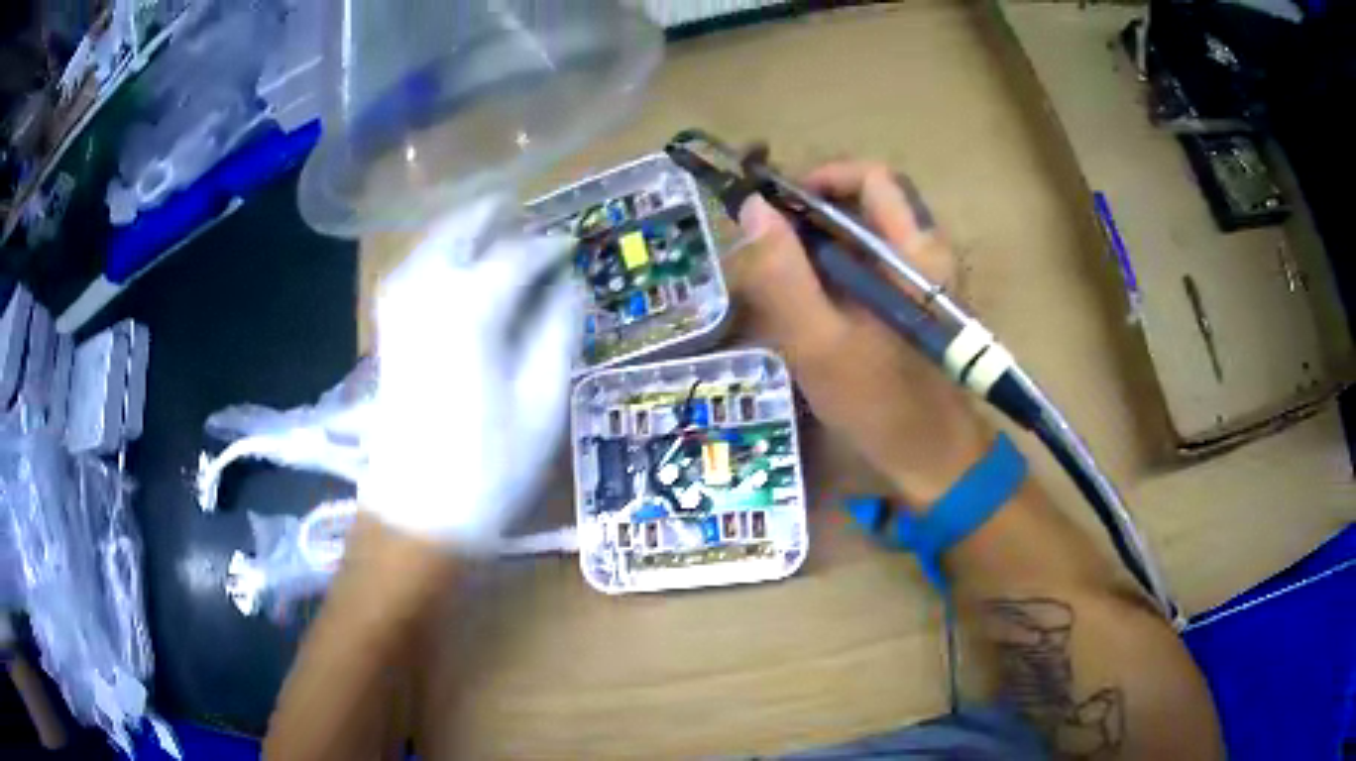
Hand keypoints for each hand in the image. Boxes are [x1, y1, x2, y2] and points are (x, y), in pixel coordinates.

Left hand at [359, 197, 581, 551]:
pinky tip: (451, 261)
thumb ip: (558, 331)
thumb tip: (568, 285)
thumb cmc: (489, 467)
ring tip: (496, 227)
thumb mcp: (542, 401)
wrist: (416, 515)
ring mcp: (400, 310)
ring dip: (464, 228)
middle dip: (497, 216)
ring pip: (430, 243)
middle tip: (530, 217)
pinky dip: (434, 252)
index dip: (549, 245)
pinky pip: (410, 268)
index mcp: (472, 307)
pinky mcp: (388, 332)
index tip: (572, 244)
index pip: (518, 254)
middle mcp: (428, 293)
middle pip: (462, 229)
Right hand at [727, 161, 991, 506]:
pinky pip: (870, 263)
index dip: (821, 179)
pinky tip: (809, 305)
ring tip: (781, 279)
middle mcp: (926, 252)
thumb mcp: (818, 342)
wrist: (933, 458)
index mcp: (915, 251)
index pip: (872, 178)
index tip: (777, 208)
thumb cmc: (879, 404)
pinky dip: (834, 269)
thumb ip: (783, 274)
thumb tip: (754, 208)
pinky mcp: (913, 301)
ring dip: (819, 243)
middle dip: (812, 214)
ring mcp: (922, 277)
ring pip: (865, 234)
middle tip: (768, 247)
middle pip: (866, 201)